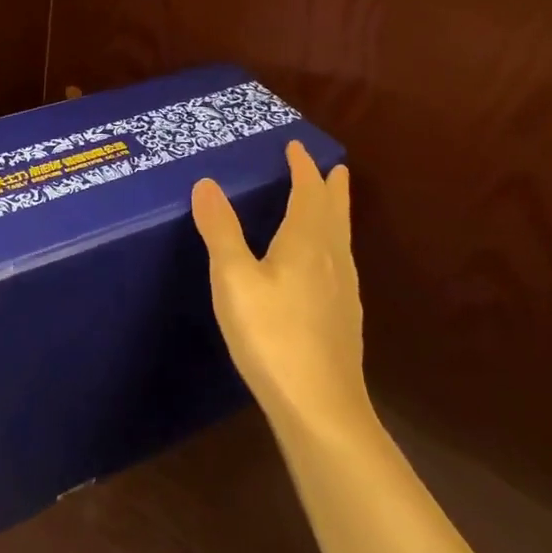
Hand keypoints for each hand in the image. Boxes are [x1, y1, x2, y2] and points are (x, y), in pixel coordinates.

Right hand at [192, 141, 372, 442]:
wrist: (320, 406)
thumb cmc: (272, 335)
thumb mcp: (234, 279)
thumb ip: (221, 230)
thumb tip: (207, 183)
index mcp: (306, 242)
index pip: (308, 192)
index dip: (303, 167)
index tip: (296, 146)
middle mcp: (332, 258)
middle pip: (334, 211)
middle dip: (329, 186)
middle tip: (332, 166)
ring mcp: (344, 290)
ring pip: (341, 237)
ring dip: (335, 213)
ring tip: (332, 203)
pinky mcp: (344, 317)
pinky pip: (341, 261)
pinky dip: (333, 243)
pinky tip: (325, 265)